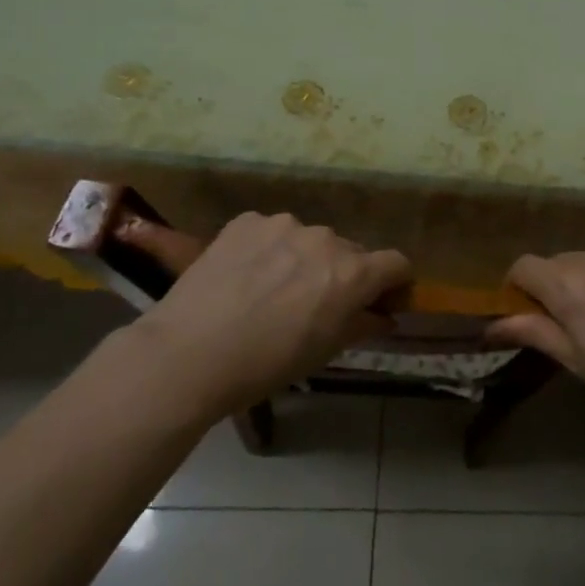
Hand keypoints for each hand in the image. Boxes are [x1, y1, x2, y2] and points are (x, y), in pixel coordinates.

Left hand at [126, 212, 409, 414]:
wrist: (188, 353)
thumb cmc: (266, 364)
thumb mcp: (324, 352)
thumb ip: (362, 325)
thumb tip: (384, 316)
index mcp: (352, 273)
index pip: (396, 263)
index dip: (395, 282)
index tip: (382, 300)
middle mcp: (325, 239)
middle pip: (350, 251)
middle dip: (343, 273)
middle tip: (316, 303)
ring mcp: (284, 225)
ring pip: (308, 239)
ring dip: (303, 259)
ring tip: (272, 289)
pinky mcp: (247, 221)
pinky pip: (270, 232)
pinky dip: (267, 250)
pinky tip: (244, 277)